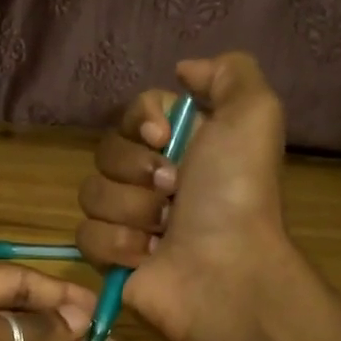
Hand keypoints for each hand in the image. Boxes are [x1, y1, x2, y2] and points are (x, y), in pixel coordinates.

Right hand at [75, 52, 290, 340]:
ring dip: (132, 211)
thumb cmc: (237, 193)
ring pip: (92, 193)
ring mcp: (130, 218)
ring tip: (165, 232)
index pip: (134, 113)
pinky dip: (118, 244)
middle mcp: (154, 178)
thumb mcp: (254, 114)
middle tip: (173, 192)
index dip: (142, 122)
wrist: (225, 270)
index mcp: (183, 144)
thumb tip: (184, 70)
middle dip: (137, 170)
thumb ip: (228, 73)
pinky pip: (85, 234)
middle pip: (107, 151)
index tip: (164, 138)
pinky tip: (148, 256)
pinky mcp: (111, 256)